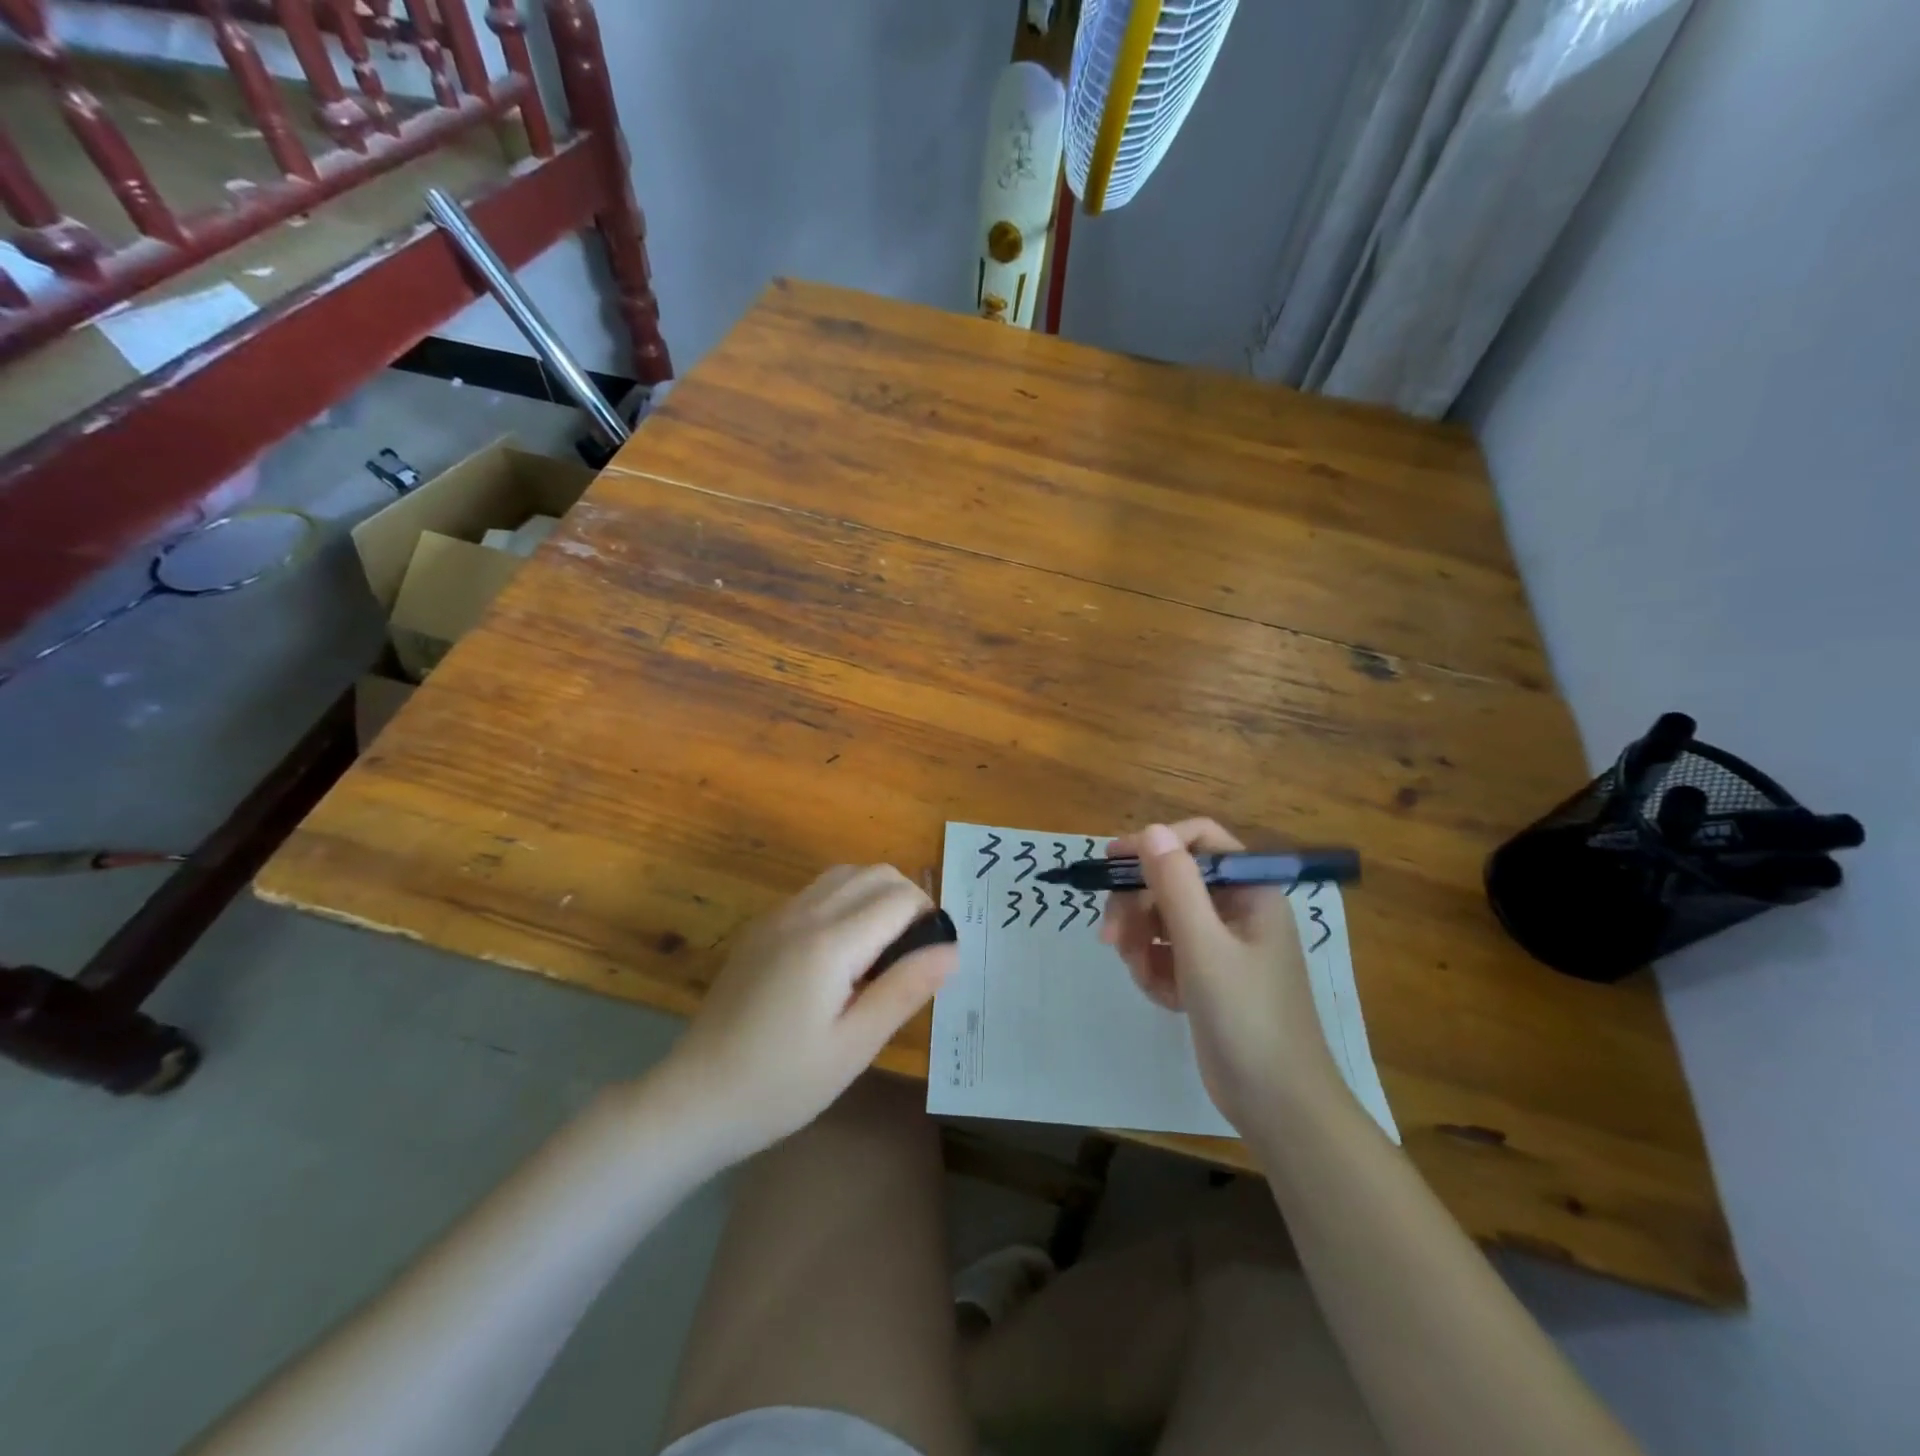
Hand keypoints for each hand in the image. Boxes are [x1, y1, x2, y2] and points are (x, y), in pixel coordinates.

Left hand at [659, 865, 955, 1161]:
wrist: (695, 1098)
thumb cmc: (782, 1084)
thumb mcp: (854, 1046)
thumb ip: (905, 988)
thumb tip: (952, 948)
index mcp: (830, 942)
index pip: (900, 898)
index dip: (930, 918)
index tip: (936, 957)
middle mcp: (803, 913)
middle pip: (875, 873)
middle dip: (909, 899)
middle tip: (915, 952)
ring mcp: (777, 916)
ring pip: (844, 875)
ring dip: (876, 894)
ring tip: (884, 948)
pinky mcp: (761, 928)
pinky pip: (816, 892)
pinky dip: (846, 900)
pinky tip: (842, 952)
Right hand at [1102, 820, 1342, 1133]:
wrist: (1279, 1106)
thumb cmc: (1248, 1017)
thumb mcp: (1204, 947)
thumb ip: (1176, 885)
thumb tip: (1150, 830)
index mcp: (1250, 891)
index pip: (1199, 841)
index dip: (1155, 844)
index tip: (1112, 863)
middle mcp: (1237, 910)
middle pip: (1172, 882)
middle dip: (1137, 906)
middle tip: (1110, 938)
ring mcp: (1223, 945)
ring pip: (1163, 919)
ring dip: (1141, 943)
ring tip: (1141, 976)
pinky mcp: (1208, 977)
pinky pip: (1167, 954)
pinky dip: (1156, 971)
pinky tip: (1163, 998)